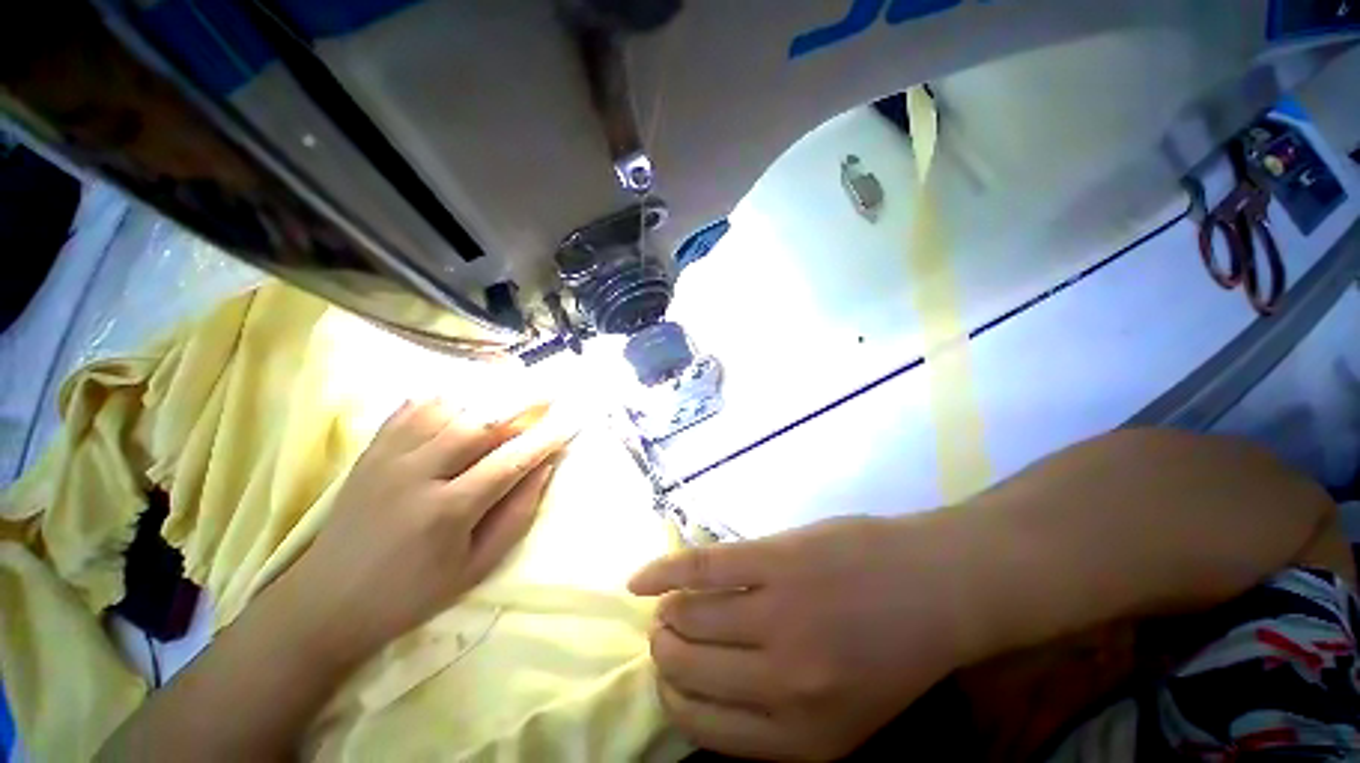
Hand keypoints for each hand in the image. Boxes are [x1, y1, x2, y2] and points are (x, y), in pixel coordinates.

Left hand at [287, 397, 578, 662]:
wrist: (326, 602)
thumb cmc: (411, 594)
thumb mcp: (476, 568)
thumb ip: (516, 515)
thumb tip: (545, 469)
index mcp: (446, 512)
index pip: (510, 462)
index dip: (546, 440)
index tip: (572, 423)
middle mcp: (416, 474)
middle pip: (480, 424)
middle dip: (522, 405)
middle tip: (550, 394)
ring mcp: (388, 458)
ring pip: (448, 408)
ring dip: (488, 397)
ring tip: (516, 390)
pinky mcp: (371, 452)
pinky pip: (412, 409)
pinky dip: (446, 397)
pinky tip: (466, 397)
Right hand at [629, 515, 982, 760]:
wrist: (936, 585)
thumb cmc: (894, 648)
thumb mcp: (846, 713)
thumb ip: (777, 714)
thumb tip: (705, 691)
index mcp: (802, 736)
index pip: (703, 727)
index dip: (674, 700)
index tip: (668, 677)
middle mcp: (781, 682)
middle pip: (688, 668)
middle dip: (665, 653)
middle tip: (666, 634)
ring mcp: (775, 613)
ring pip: (687, 617)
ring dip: (666, 615)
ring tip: (666, 607)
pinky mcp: (772, 559)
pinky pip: (698, 569)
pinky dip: (661, 573)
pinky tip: (638, 580)